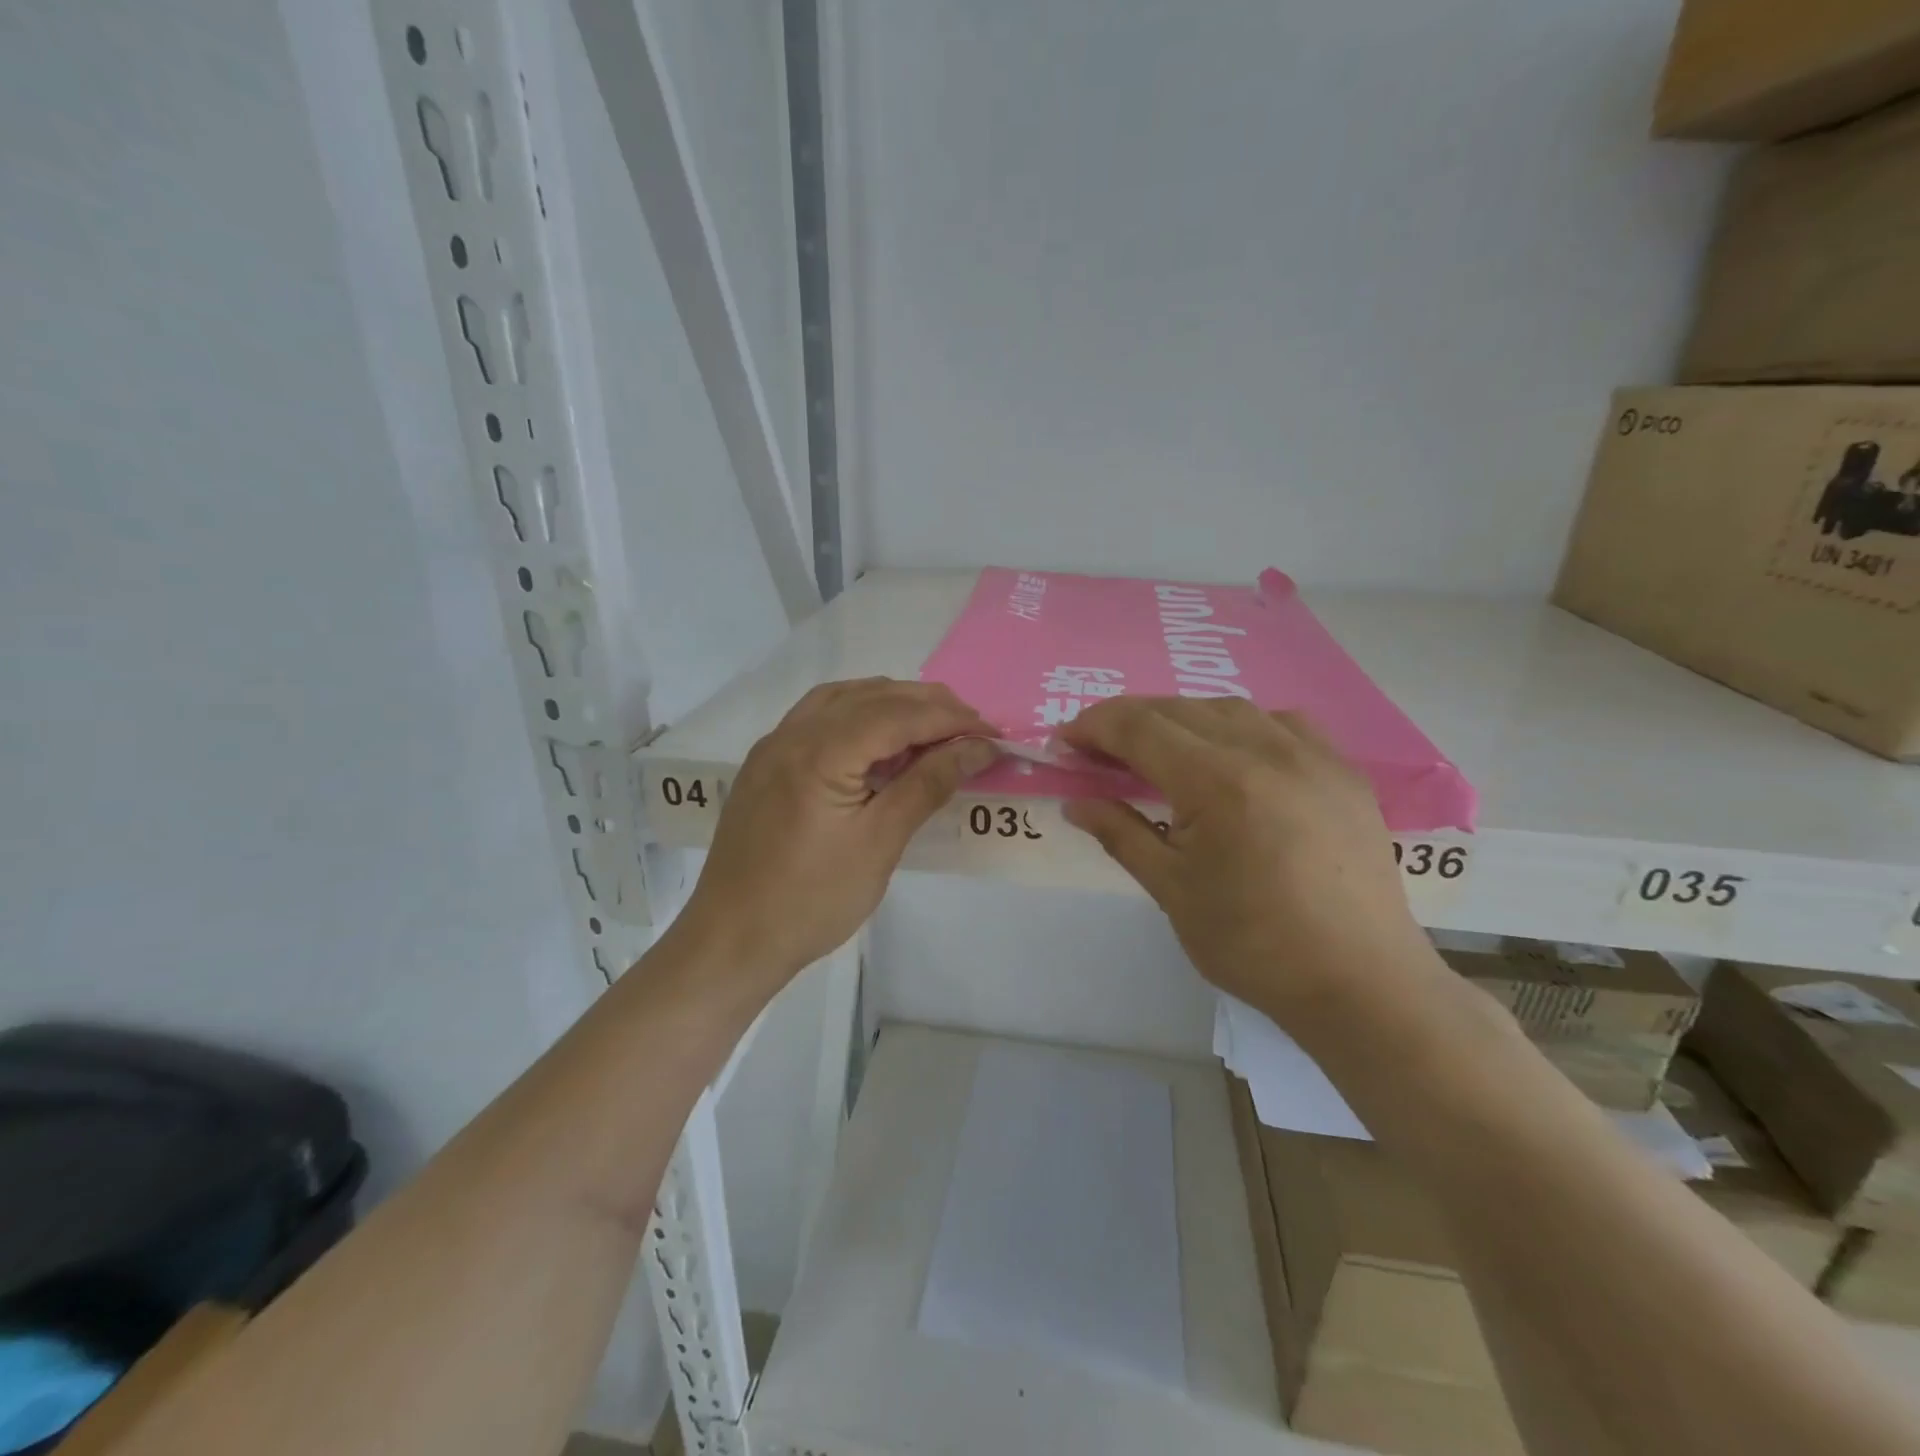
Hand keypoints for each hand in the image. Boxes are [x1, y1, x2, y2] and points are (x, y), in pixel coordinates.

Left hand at [673, 679, 995, 997]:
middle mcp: (792, 733)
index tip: (994, 735)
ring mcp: (774, 745)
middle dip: (928, 706)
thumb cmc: (812, 900)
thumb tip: (977, 748)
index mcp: (820, 751)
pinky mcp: (767, 763)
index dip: (951, 719)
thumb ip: (928, 784)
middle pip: (872, 697)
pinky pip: (820, 717)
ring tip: (934, 727)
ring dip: (893, 704)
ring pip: (844, 699)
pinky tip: (880, 739)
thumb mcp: (880, 843)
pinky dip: (859, 715)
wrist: (731, 940)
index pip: (898, 715)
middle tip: (974, 729)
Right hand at [1060, 698, 1437, 1019]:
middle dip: (1128, 721)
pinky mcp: (1344, 771)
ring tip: (1158, 750)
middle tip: (1098, 750)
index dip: (1093, 727)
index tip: (1064, 743)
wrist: (1360, 982)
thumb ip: (1120, 834)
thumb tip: (1075, 802)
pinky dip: (1239, 725)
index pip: (1138, 727)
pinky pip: (1281, 723)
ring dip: (1181, 719)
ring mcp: (1312, 755)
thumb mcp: (1171, 891)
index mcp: (1217, 781)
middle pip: (1178, 709)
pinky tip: (1232, 753)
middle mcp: (1265, 750)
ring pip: (1229, 708)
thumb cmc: (1253, 944)